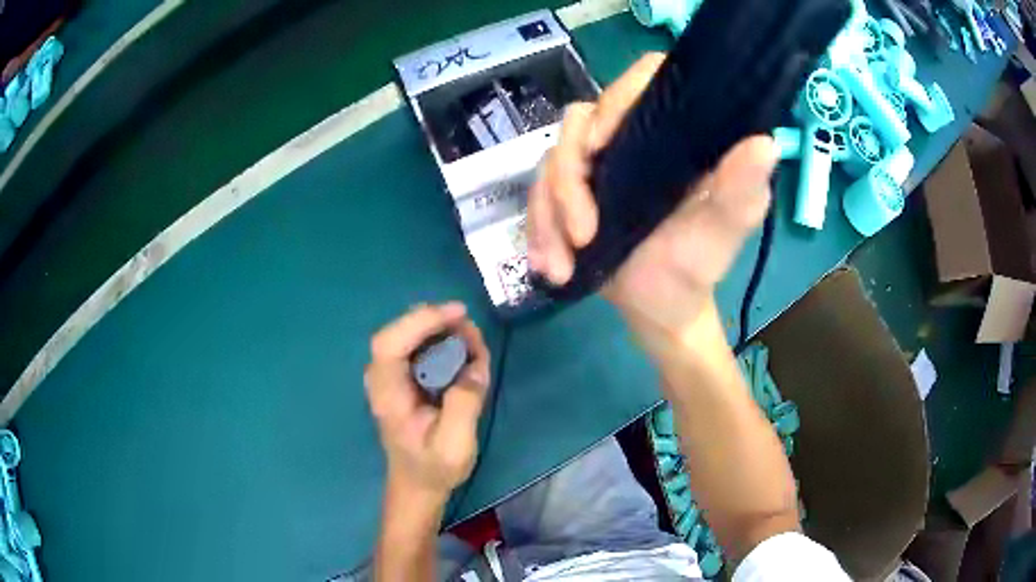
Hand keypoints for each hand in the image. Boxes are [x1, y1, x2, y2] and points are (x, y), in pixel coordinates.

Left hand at [365, 303, 490, 502]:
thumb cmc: (433, 468)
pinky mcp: (403, 379)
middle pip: (400, 332)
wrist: (418, 485)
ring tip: (473, 341)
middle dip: (436, 322)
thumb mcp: (454, 444)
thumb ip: (464, 404)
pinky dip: (442, 342)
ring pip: (410, 335)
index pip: (389, 343)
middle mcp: (383, 379)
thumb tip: (475, 364)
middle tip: (471, 330)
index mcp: (387, 394)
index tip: (457, 315)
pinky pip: (419, 348)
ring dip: (442, 331)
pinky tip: (464, 352)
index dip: (420, 321)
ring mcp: (391, 377)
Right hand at [527, 53, 777, 350]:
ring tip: (561, 266)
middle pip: (579, 121)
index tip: (601, 146)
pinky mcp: (570, 193)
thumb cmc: (697, 269)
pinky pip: (536, 197)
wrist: (660, 310)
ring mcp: (596, 166)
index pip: (644, 81)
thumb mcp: (722, 234)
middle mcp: (631, 138)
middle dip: (568, 180)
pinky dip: (538, 233)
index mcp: (673, 135)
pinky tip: (550, 268)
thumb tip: (765, 142)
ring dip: (548, 216)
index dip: (616, 98)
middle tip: (583, 234)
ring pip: (550, 161)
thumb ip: (741, 191)